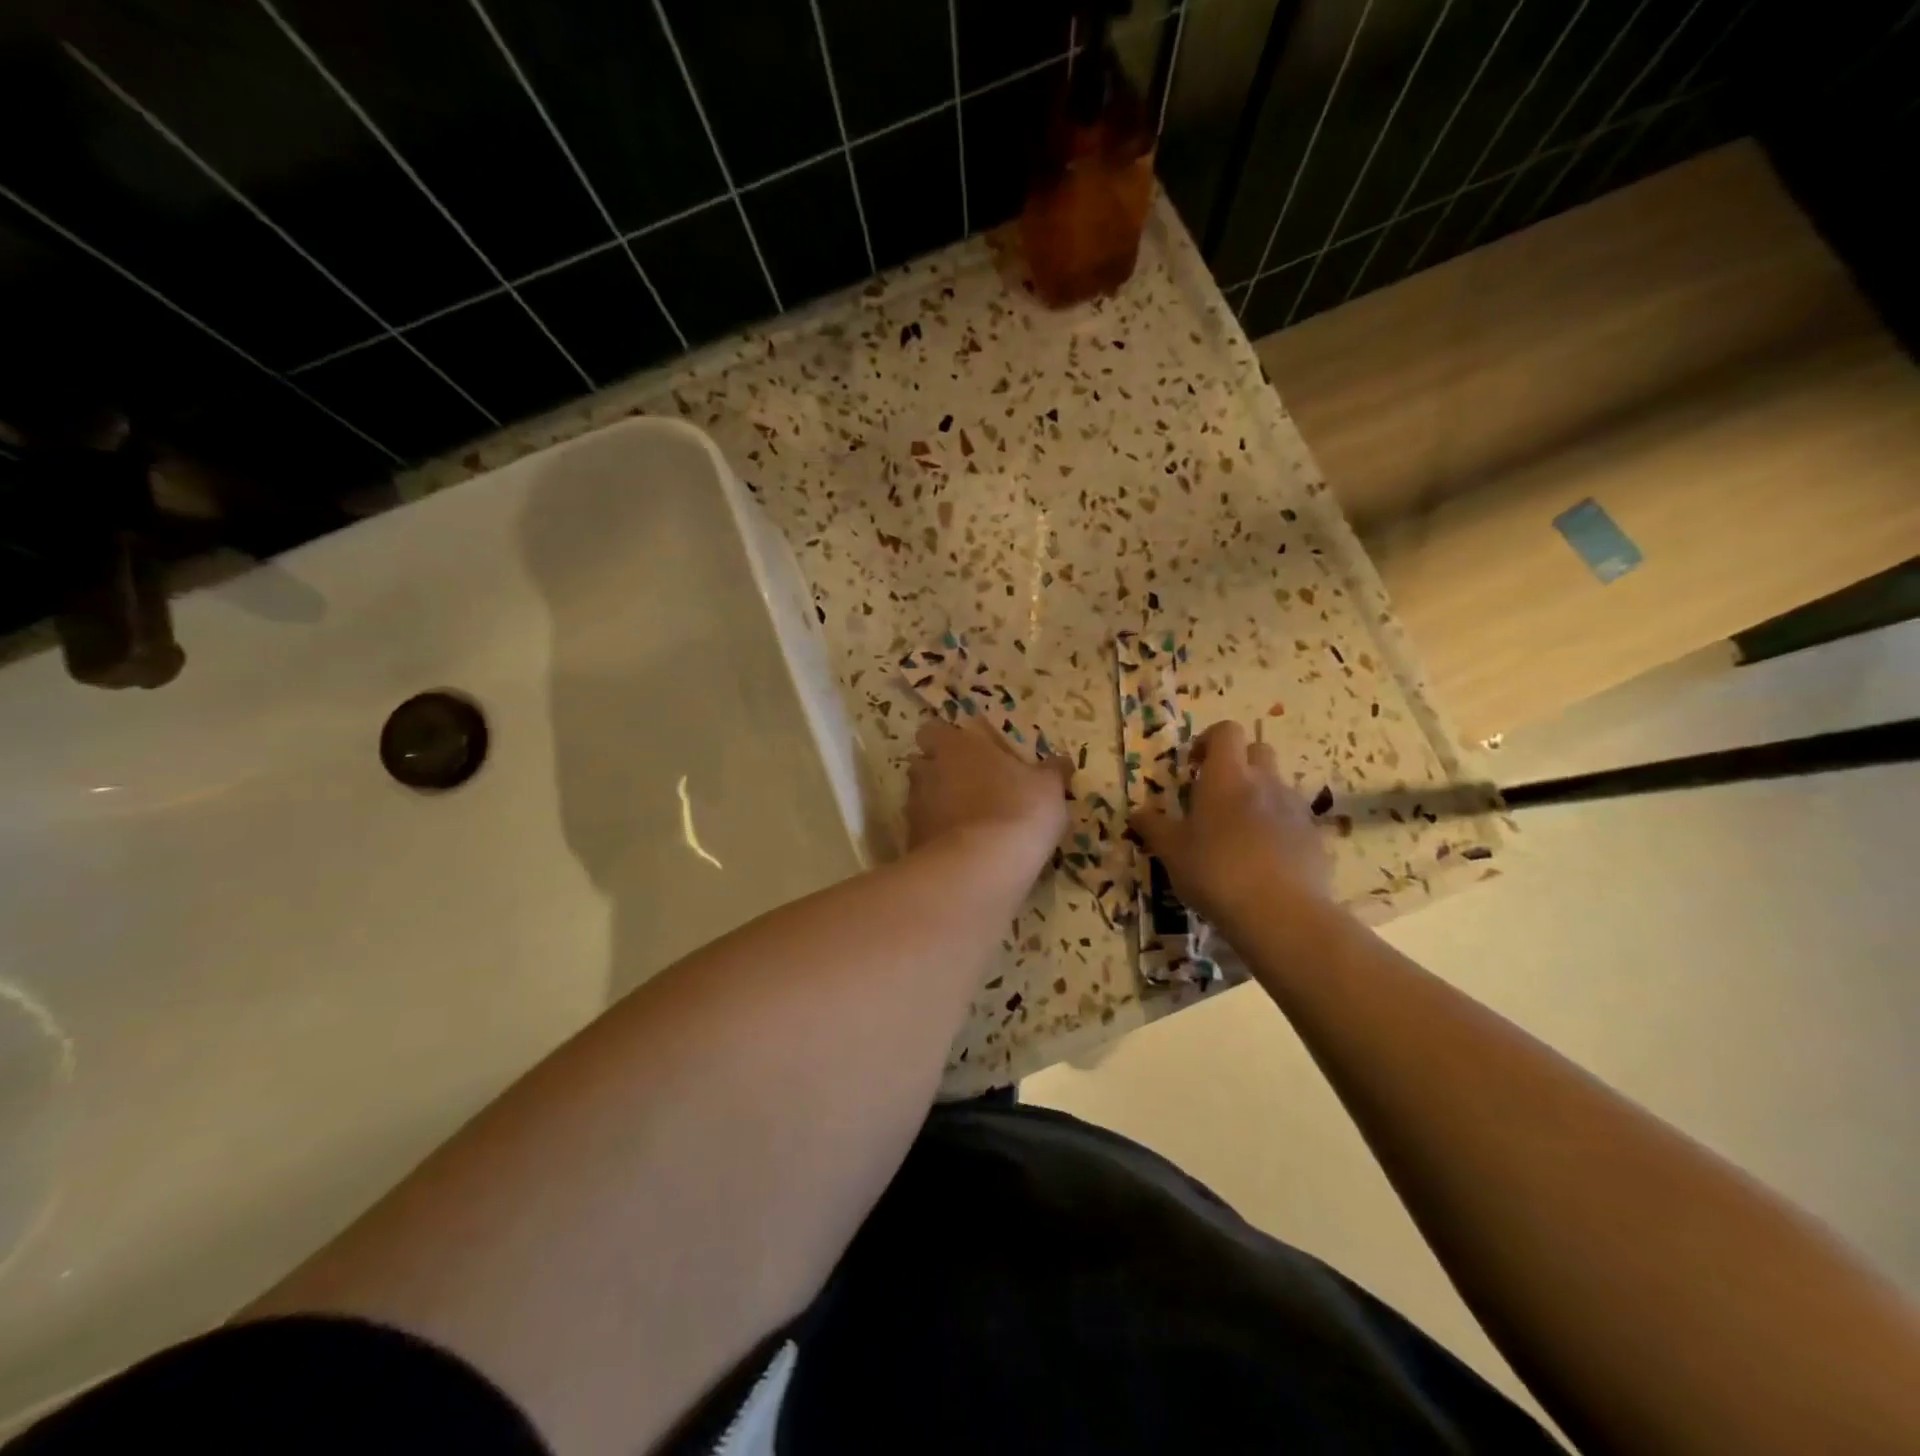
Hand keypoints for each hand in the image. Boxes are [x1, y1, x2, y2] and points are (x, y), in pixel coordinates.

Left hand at [907, 718, 1071, 865]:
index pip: (934, 730)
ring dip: (938, 807)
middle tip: (970, 786)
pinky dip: (938, 839)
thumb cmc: (1018, 810)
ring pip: (921, 799)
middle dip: (940, 773)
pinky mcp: (912, 844)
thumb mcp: (1049, 787)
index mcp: (956, 746)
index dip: (947, 740)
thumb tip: (1060, 761)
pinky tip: (963, 851)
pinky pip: (924, 834)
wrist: (982, 868)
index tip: (967, 752)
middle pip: (923, 764)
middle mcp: (927, 771)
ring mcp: (915, 809)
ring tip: (969, 823)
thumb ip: (1051, 771)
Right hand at [1129, 720, 1332, 926]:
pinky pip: (1293, 818)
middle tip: (1215, 795)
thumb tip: (1137, 812)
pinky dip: (1278, 826)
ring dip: (1258, 796)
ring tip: (1238, 832)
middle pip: (1257, 751)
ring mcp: (1294, 809)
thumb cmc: (1216, 871)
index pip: (1226, 732)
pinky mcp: (1314, 837)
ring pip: (1276, 785)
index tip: (1193, 766)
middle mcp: (1264, 782)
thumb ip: (1154, 827)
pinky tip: (1263, 858)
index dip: (1209, 740)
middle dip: (1237, 764)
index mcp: (1227, 777)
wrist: (1281, 913)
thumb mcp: (1171, 851)